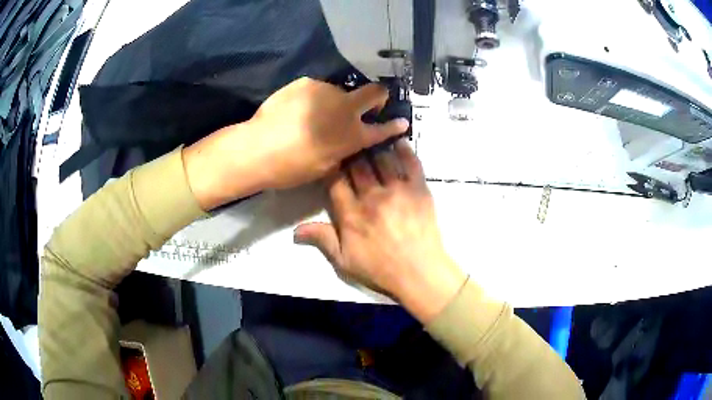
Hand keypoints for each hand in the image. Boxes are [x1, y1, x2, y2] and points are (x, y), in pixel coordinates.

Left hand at [183, 77, 408, 209]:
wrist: (258, 148)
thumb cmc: (292, 167)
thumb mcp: (325, 167)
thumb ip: (342, 151)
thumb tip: (345, 143)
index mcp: (353, 135)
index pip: (384, 129)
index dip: (395, 126)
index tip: (402, 122)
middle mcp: (347, 108)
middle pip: (376, 92)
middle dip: (379, 98)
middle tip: (369, 105)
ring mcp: (327, 91)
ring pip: (340, 92)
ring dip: (335, 102)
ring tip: (312, 115)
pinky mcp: (306, 83)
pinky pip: (317, 89)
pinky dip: (313, 98)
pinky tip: (296, 109)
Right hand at [294, 140, 466, 322]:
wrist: (419, 274)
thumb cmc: (380, 270)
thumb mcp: (345, 262)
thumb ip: (323, 240)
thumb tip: (296, 231)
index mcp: (351, 213)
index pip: (336, 180)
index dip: (332, 165)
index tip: (330, 157)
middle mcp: (372, 196)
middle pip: (358, 164)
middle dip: (351, 152)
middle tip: (349, 141)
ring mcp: (397, 190)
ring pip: (382, 158)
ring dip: (374, 146)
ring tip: (370, 136)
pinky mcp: (419, 189)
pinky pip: (411, 163)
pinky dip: (404, 149)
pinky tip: (398, 139)